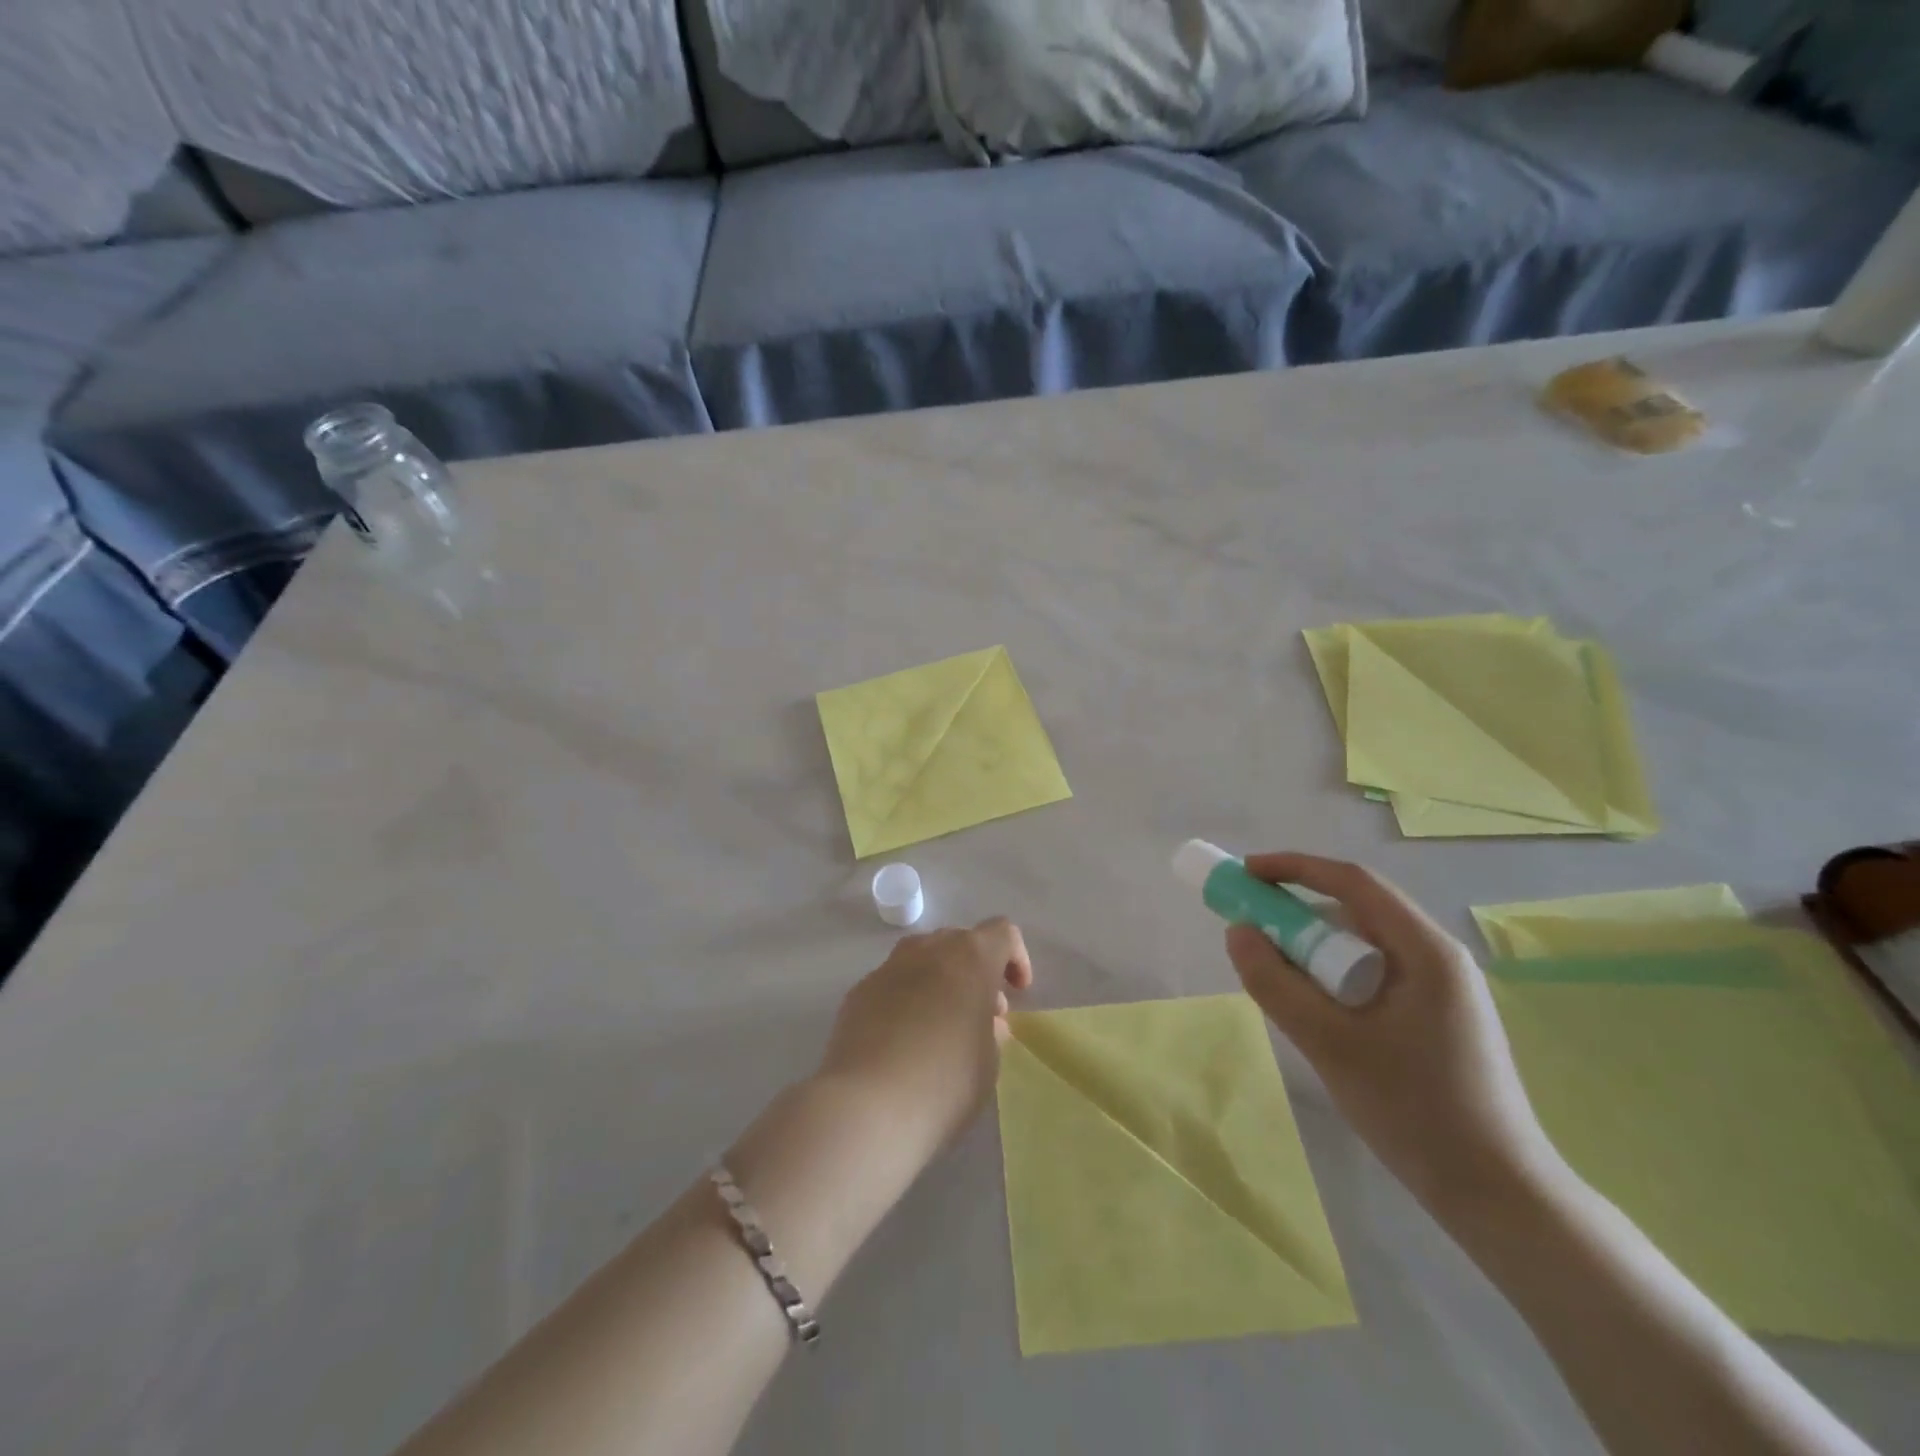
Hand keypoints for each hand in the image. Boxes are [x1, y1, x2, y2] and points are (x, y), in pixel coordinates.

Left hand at [818, 918, 1033, 1159]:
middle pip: (959, 942)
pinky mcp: (858, 991)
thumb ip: (990, 1030)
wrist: (866, 1105)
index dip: (1015, 957)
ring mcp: (888, 967)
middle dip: (975, 970)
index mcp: (969, 958)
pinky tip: (903, 1040)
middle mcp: (927, 950)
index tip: (1017, 992)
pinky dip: (906, 999)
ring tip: (942, 1024)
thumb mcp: (988, 1062)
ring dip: (940, 980)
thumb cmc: (944, 1082)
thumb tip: (980, 1018)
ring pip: (923, 958)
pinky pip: (893, 983)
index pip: (1002, 933)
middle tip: (981, 1013)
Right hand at [1224, 853, 1562, 1218]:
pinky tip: (1316, 1011)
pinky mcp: (1436, 1017)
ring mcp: (1442, 989)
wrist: (1500, 1197)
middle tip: (1251, 932)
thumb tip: (1237, 933)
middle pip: (1357, 911)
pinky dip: (1334, 977)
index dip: (1293, 868)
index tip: (1245, 875)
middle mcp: (1438, 957)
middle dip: (1298, 913)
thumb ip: (1275, 984)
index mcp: (1426, 950)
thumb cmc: (1415, 1111)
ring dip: (1314, 950)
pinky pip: (1373, 974)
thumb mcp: (1329, 1044)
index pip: (1352, 882)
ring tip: (1279, 980)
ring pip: (1363, 945)